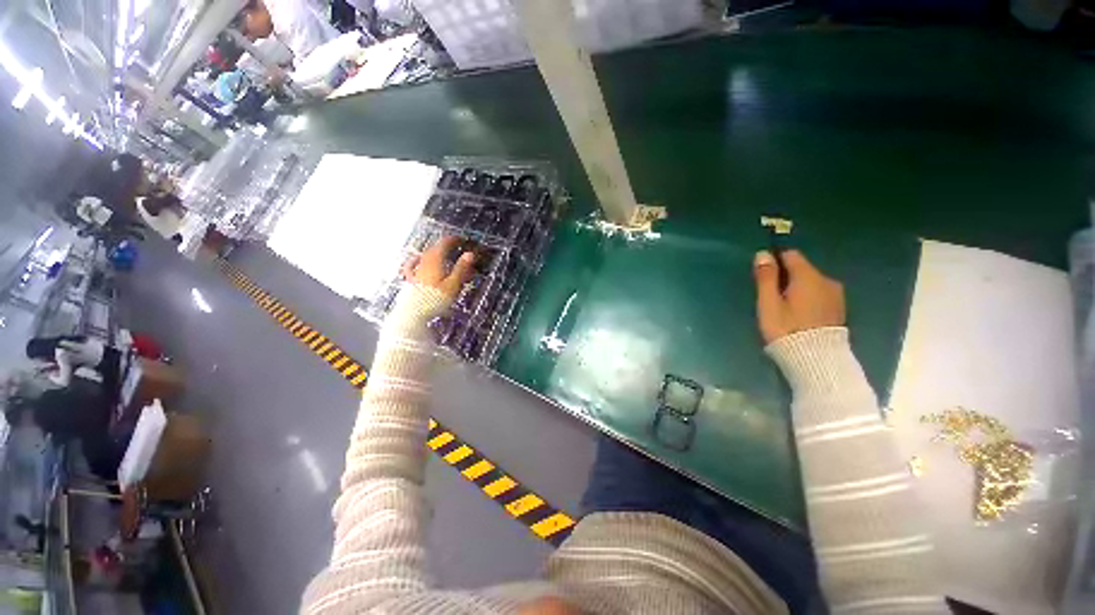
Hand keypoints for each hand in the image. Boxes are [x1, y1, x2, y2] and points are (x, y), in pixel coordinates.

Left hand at [401, 236, 475, 299]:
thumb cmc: (435, 299)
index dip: (454, 239)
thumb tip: (470, 253)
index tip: (462, 239)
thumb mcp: (453, 284)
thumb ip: (461, 268)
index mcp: (435, 259)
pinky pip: (415, 264)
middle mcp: (424, 261)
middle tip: (457, 248)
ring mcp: (415, 269)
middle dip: (446, 246)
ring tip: (444, 256)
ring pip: (427, 256)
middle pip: (435, 248)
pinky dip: (421, 260)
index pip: (444, 243)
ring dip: (437, 253)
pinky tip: (417, 260)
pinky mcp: (410, 278)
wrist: (412, 313)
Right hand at [754, 250, 844, 343]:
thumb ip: (766, 278)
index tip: (763, 277)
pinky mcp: (839, 309)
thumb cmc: (786, 328)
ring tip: (785, 309)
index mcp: (808, 276)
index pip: (791, 255)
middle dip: (786, 278)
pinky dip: (808, 299)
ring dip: (798, 289)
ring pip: (811, 283)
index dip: (775, 261)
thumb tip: (763, 254)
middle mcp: (827, 280)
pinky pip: (819, 295)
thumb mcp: (768, 303)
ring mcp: (836, 295)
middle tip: (771, 298)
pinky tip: (799, 316)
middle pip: (802, 269)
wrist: (816, 360)